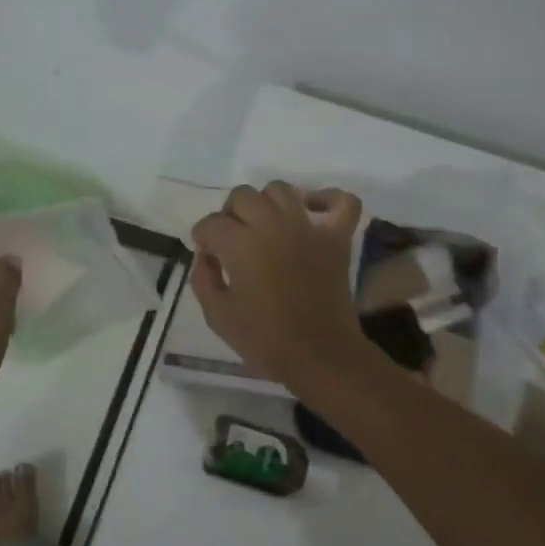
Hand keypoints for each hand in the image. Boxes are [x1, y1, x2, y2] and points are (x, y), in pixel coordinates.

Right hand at [191, 182, 369, 389]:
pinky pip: (341, 202)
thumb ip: (203, 278)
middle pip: (242, 196)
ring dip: (266, 203)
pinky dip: (328, 199)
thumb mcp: (218, 315)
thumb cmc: (264, 339)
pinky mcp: (336, 237)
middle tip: (233, 241)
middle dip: (230, 215)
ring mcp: (308, 227)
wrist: (319, 355)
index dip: (203, 238)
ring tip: (264, 226)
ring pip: (281, 190)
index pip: (211, 224)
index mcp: (241, 243)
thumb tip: (206, 255)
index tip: (208, 256)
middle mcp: (273, 225)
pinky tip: (312, 210)